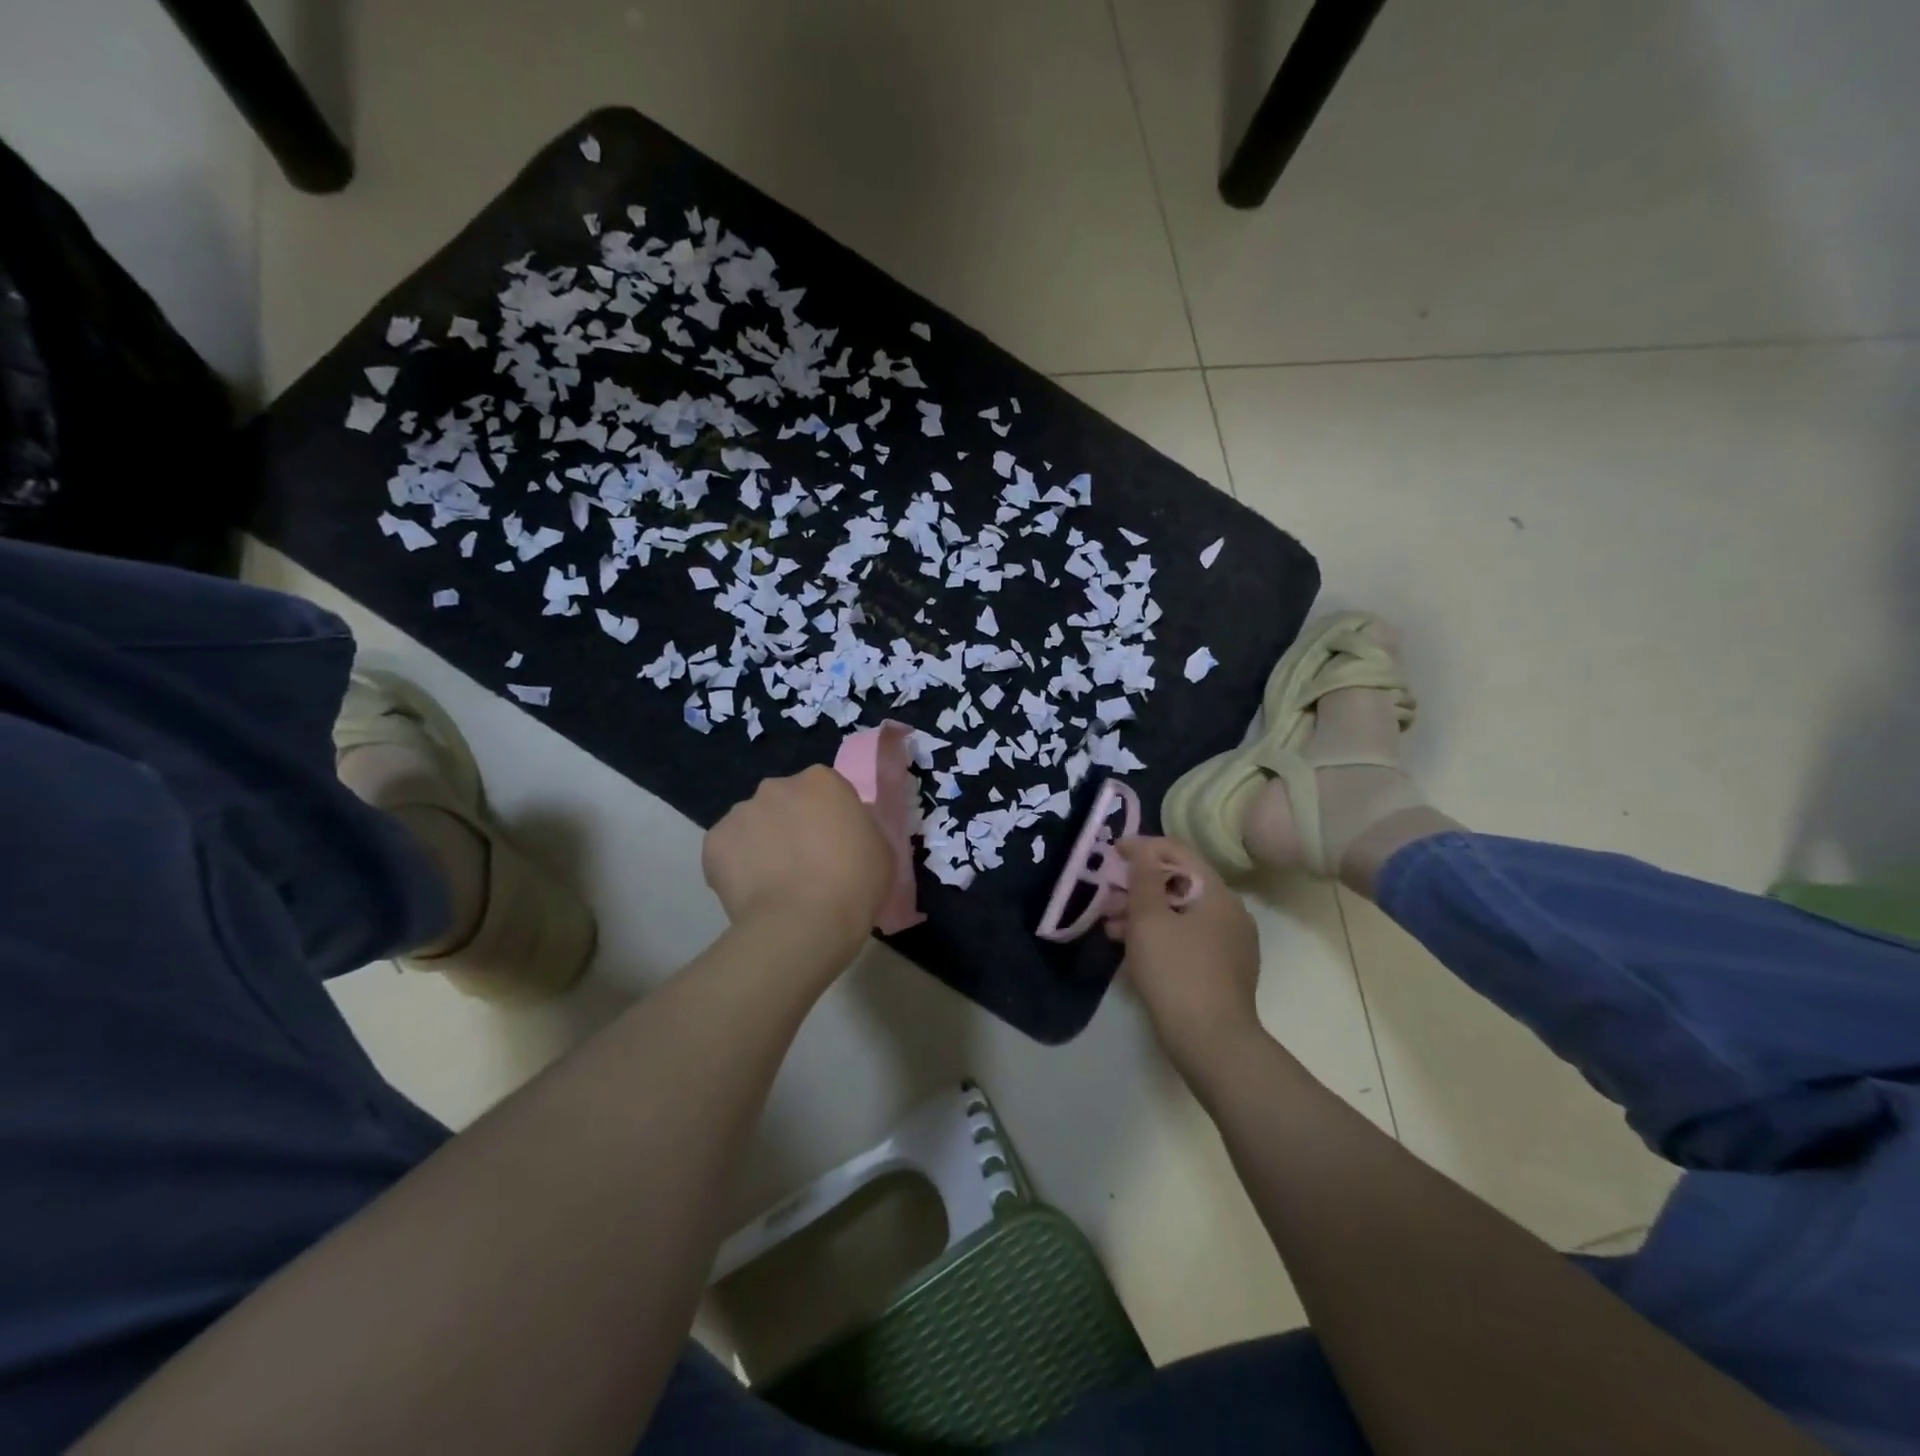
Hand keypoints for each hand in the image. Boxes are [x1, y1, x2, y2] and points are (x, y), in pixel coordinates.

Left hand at [702, 766, 892, 961]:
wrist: (804, 924)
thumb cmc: (855, 884)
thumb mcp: (880, 848)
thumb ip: (859, 828)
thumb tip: (842, 833)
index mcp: (821, 780)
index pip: (824, 791)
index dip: (828, 818)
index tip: (834, 845)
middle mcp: (776, 786)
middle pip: (784, 802)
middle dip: (790, 824)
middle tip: (804, 863)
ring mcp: (740, 812)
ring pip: (752, 824)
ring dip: (761, 843)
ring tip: (775, 884)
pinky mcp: (713, 843)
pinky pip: (727, 851)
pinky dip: (736, 867)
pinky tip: (752, 893)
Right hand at [1111, 837, 1263, 1073]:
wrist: (1211, 1042)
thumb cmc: (1176, 971)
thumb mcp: (1149, 919)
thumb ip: (1144, 878)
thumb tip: (1143, 848)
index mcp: (1217, 893)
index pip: (1179, 852)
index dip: (1143, 847)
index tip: (1112, 852)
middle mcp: (1230, 912)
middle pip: (1179, 883)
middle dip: (1138, 886)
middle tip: (1106, 897)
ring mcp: (1230, 944)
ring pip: (1180, 913)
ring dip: (1144, 914)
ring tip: (1110, 928)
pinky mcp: (1223, 970)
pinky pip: (1187, 938)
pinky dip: (1159, 936)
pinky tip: (1133, 951)